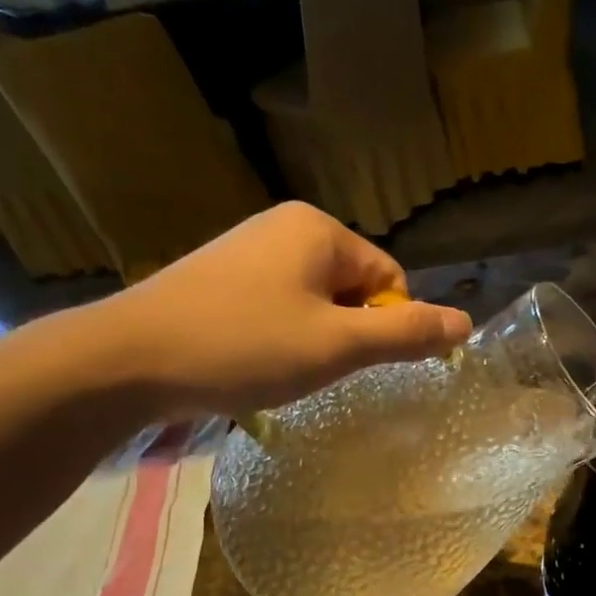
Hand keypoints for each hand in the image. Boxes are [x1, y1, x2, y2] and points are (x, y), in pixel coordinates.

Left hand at [74, 203, 471, 420]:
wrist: (128, 360)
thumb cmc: (245, 346)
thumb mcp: (339, 346)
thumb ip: (406, 333)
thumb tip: (467, 323)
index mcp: (319, 229)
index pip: (390, 279)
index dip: (385, 327)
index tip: (352, 363)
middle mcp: (285, 227)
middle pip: (353, 288)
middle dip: (348, 334)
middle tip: (315, 368)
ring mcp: (247, 250)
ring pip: (316, 302)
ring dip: (315, 340)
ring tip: (281, 368)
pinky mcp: (220, 277)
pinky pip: (279, 306)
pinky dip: (281, 338)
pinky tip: (254, 361)